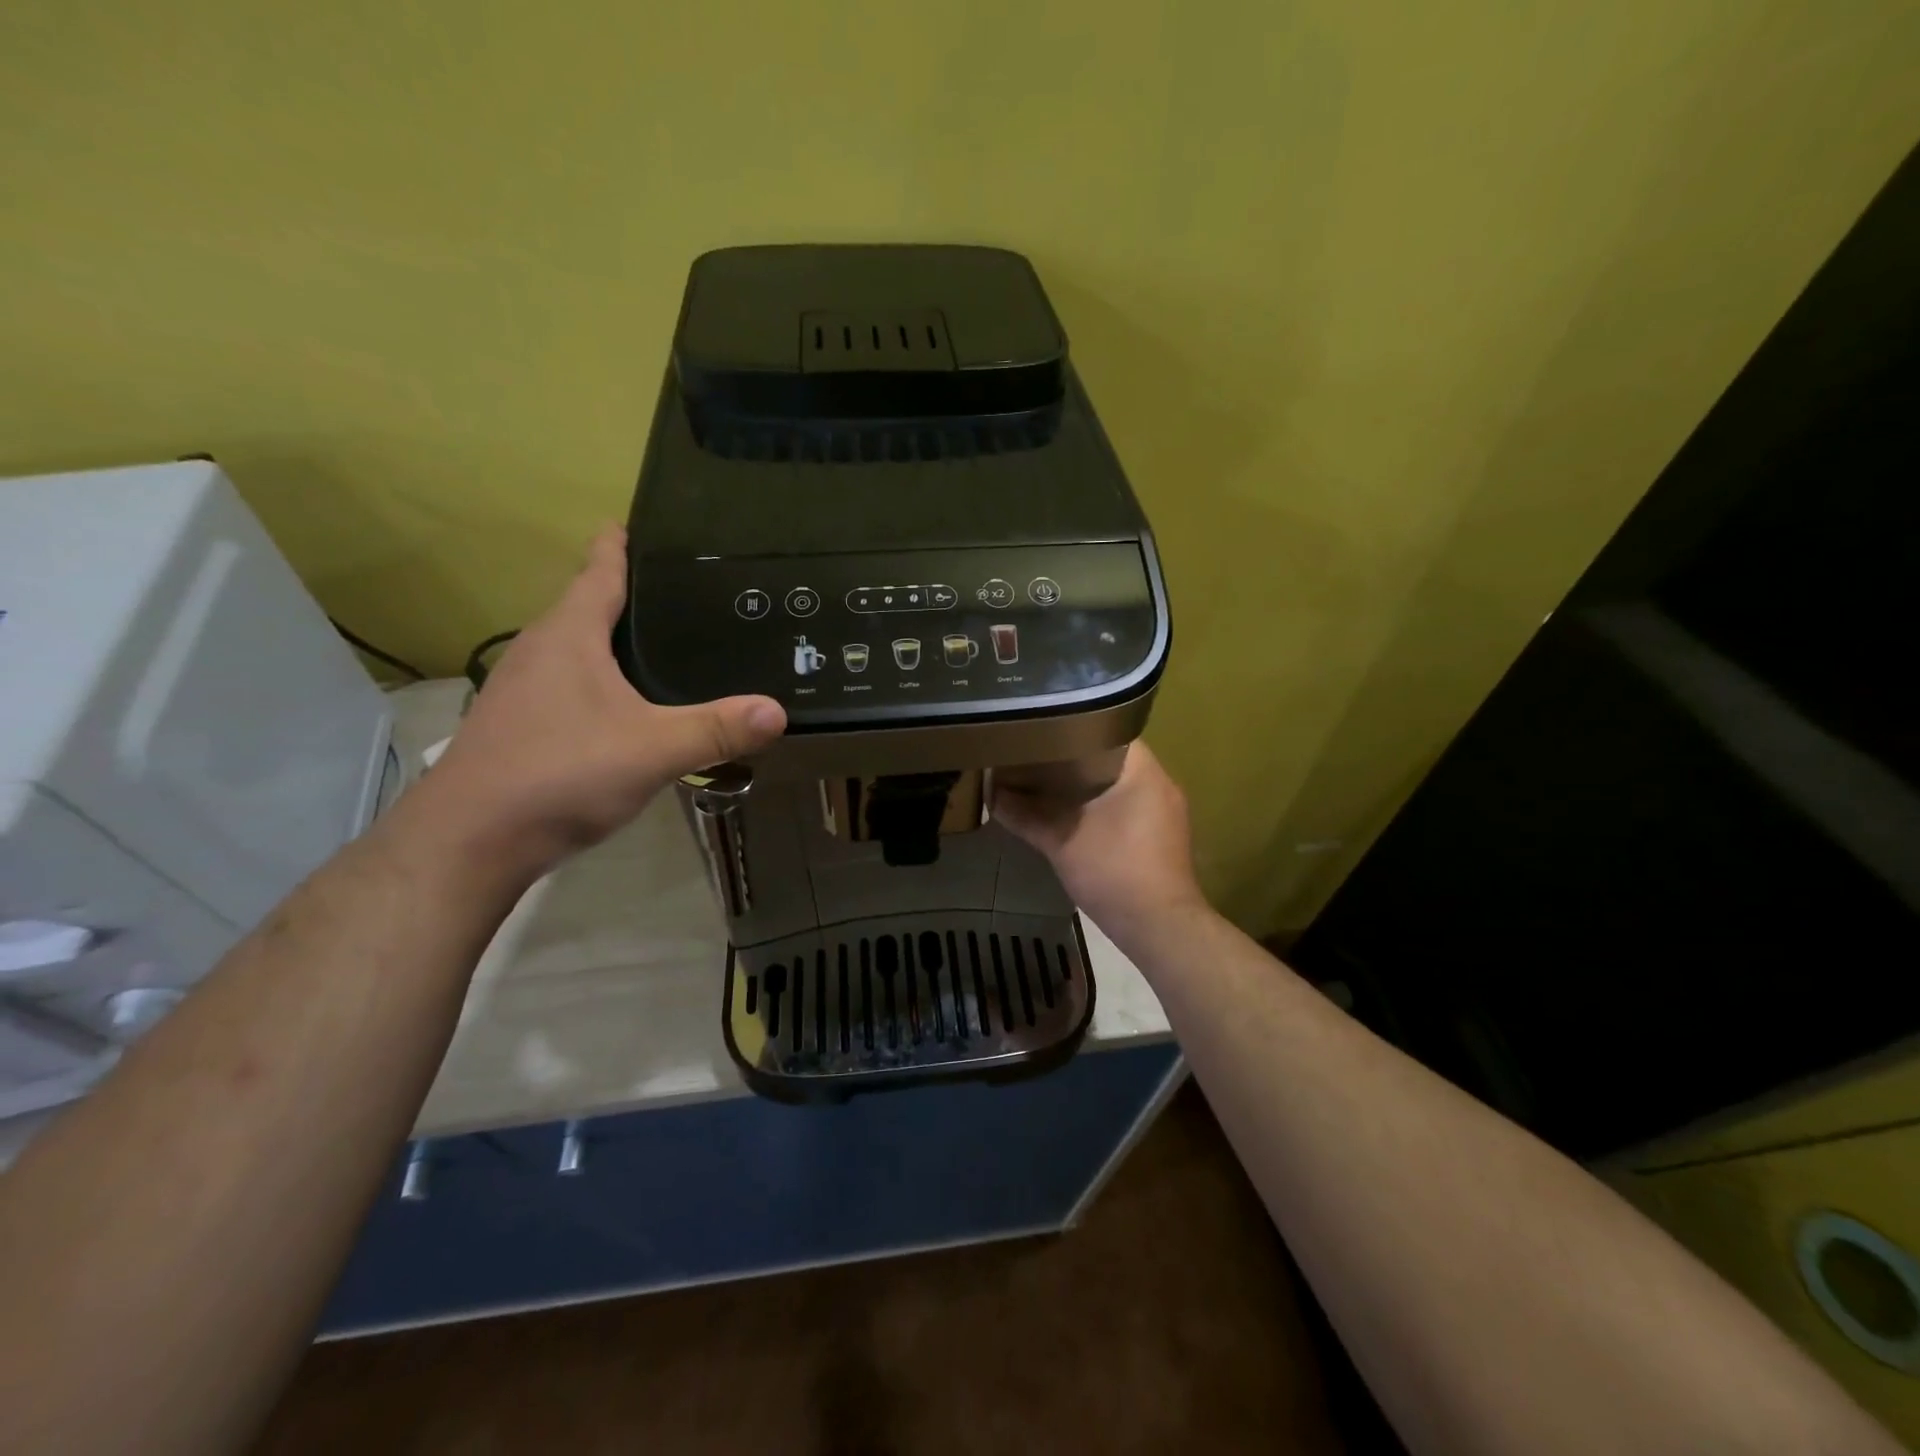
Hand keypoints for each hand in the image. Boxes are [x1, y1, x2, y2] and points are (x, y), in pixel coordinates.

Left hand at [418, 526, 785, 876]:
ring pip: (574, 649)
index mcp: (569, 637)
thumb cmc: (562, 773)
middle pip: (584, 607)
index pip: (598, 573)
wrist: (471, 841)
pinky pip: (567, 684)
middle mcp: (540, 652)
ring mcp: (522, 690)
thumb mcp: (653, 749)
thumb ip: (717, 729)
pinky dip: (598, 679)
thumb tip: (778, 710)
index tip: (635, 522)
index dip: (617, 547)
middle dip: (623, 594)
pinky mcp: (518, 726)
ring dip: (608, 639)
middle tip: (678, 591)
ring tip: (658, 643)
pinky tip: (624, 705)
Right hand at [992, 742, 1209, 948]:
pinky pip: (1129, 806)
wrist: (1160, 927)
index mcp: (1143, 772)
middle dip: (1077, 759)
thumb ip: (1026, 816)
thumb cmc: (1114, 872)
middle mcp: (1162, 784)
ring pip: (1121, 785)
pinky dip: (1103, 806)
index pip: (1109, 730)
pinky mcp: (1164, 837)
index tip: (1045, 731)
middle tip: (1040, 756)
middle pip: (1114, 758)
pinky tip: (1076, 815)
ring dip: (1090, 785)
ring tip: (1050, 783)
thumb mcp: (1061, 842)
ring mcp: (1167, 812)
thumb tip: (993, 795)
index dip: (1074, 728)